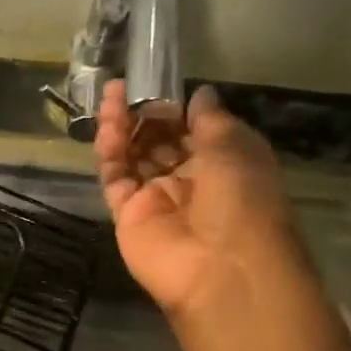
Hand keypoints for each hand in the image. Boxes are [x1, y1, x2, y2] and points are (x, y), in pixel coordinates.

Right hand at [94, 78, 296, 321]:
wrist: (221, 268)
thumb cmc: (242, 200)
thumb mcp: (236, 148)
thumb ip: (211, 119)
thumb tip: (199, 93)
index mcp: (224, 164)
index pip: (193, 129)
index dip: (176, 107)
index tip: (158, 82)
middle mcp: (190, 180)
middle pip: (159, 141)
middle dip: (145, 113)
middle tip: (128, 86)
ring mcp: (156, 198)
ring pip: (133, 155)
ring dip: (123, 125)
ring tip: (110, 95)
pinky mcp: (127, 213)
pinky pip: (115, 177)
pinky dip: (110, 152)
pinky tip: (107, 127)